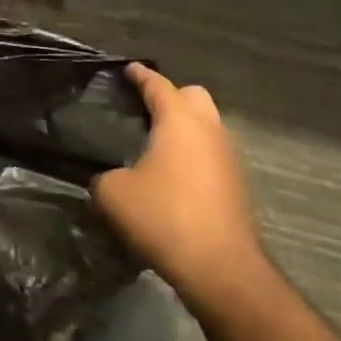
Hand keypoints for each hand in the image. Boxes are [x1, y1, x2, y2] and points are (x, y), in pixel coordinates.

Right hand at [91, 64, 264, 308]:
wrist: (221, 271)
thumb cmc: (164, 217)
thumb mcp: (112, 194)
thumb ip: (102, 175)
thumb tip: (106, 177)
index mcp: (179, 121)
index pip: (158, 84)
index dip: (139, 75)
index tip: (126, 69)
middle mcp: (209, 131)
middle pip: (193, 96)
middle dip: (171, 97)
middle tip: (144, 109)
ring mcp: (229, 159)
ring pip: (207, 127)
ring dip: (185, 128)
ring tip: (155, 143)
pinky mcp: (237, 187)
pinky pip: (212, 155)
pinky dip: (193, 155)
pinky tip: (172, 175)